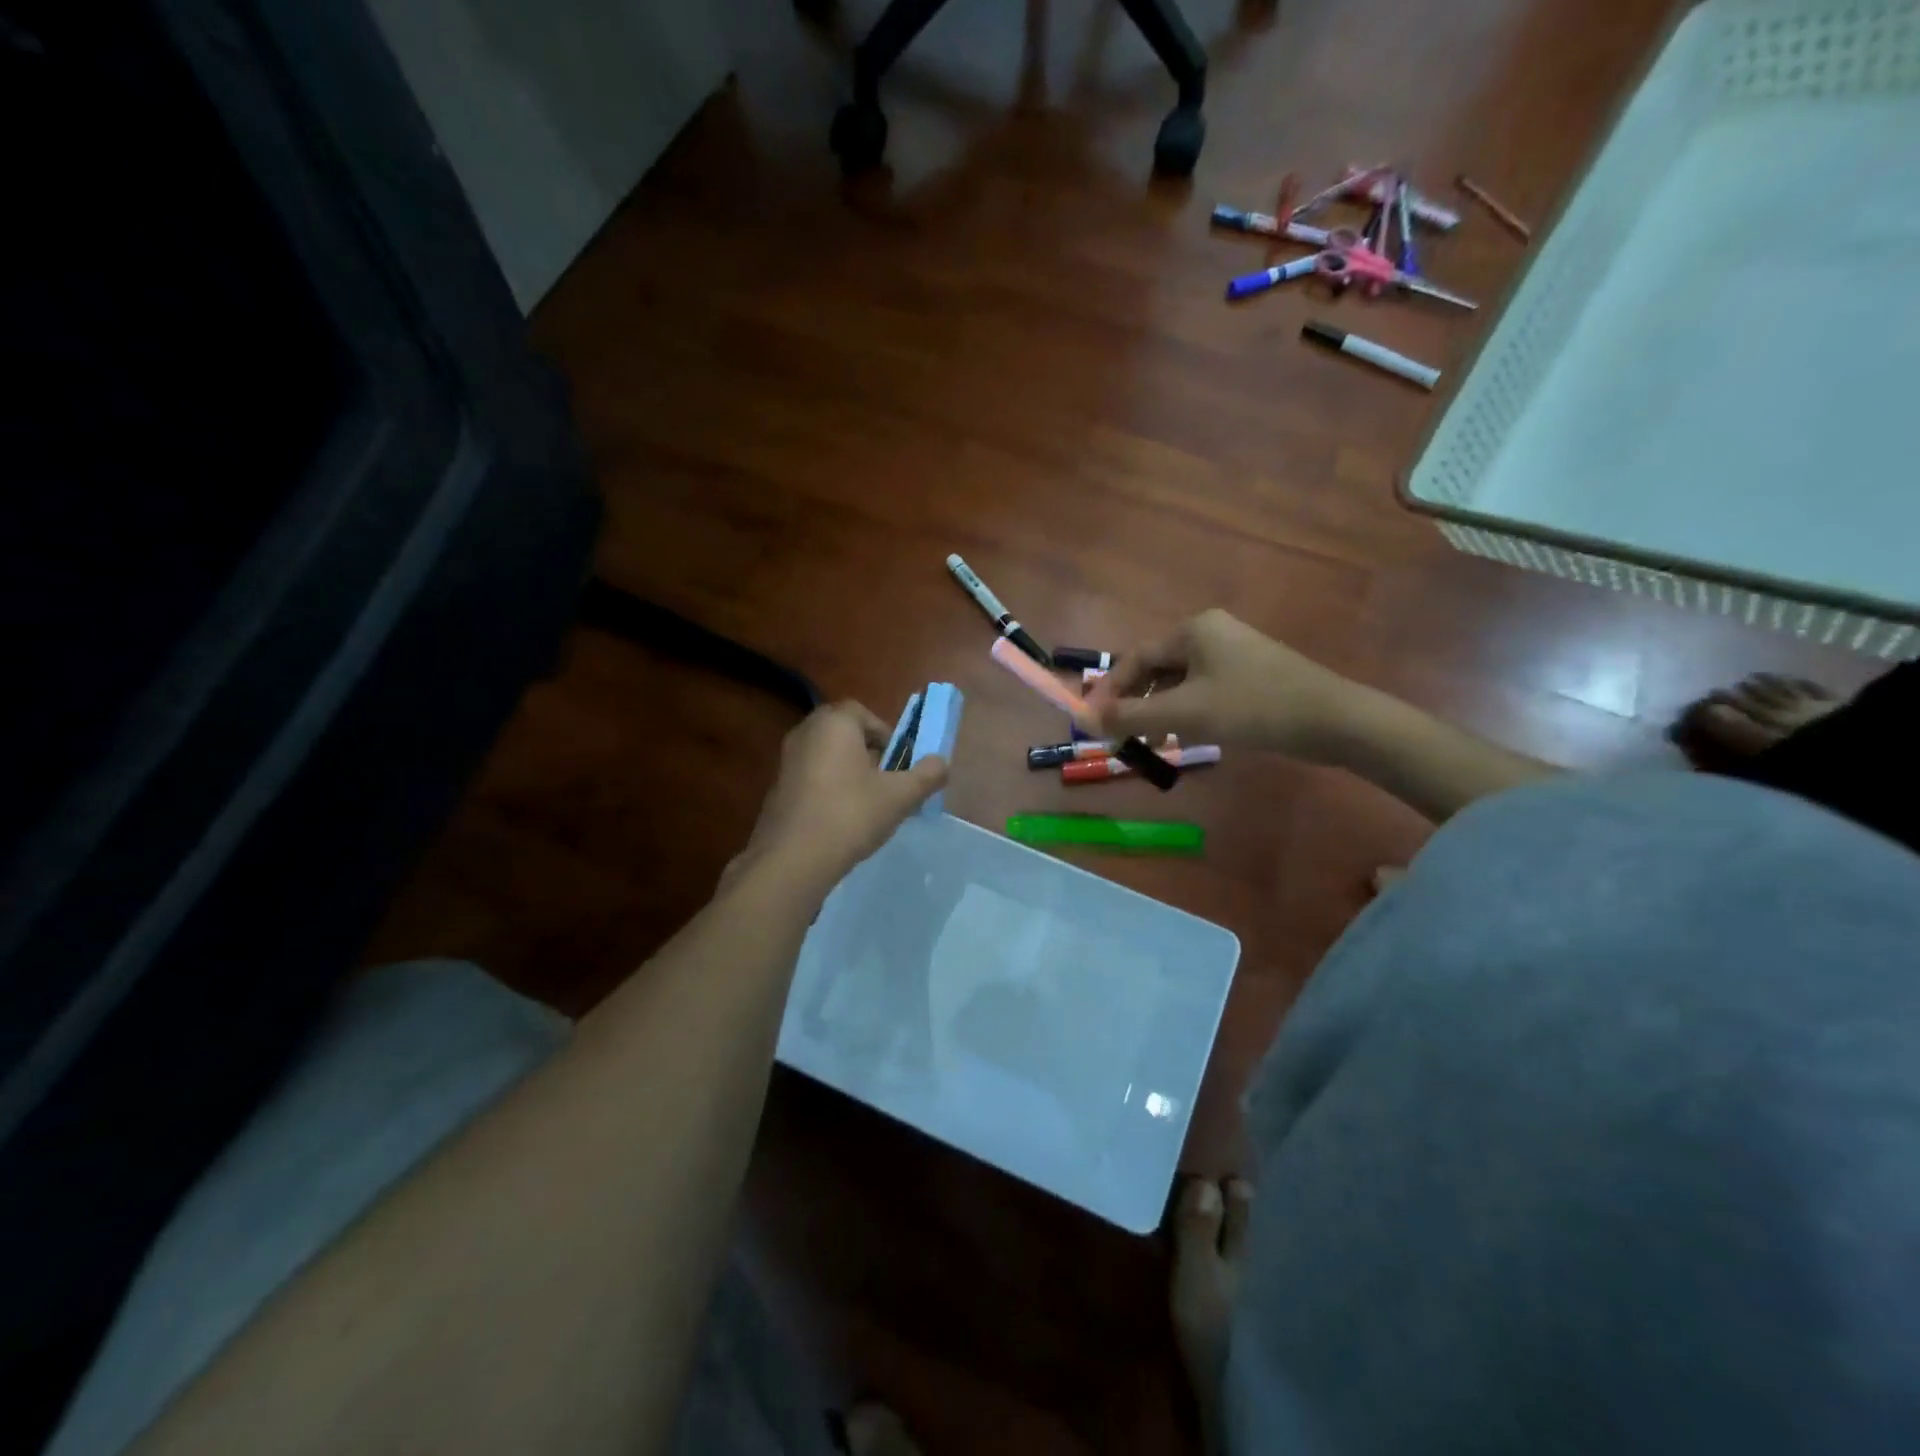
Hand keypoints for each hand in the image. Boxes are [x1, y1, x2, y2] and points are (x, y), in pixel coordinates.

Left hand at [731, 701, 948, 892]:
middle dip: (868, 753)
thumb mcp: (900, 796)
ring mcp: (786, 761)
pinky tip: (841, 820)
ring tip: (868, 804)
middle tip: (887, 782)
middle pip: (844, 734)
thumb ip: (926, 775)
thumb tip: (943, 762)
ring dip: (848, 772)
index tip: (899, 762)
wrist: (793, 858)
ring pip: (827, 757)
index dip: (886, 734)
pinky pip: (811, 778)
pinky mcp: (777, 789)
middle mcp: (805, 733)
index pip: (863, 713)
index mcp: (834, 723)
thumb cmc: (851, 814)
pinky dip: (828, 790)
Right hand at [1083, 609, 1360, 760]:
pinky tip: (1189, 736)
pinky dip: (1188, 712)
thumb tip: (1088, 720)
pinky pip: (1203, 690)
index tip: (1094, 721)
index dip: (1111, 690)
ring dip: (1161, 712)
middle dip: (1137, 704)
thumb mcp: (1186, 714)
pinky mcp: (1250, 674)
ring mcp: (1233, 652)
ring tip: (1156, 743)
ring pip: (1180, 682)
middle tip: (1123, 736)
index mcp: (1193, 630)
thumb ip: (1132, 716)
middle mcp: (1210, 632)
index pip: (1136, 658)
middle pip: (1157, 669)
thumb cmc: (1253, 707)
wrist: (1332, 720)